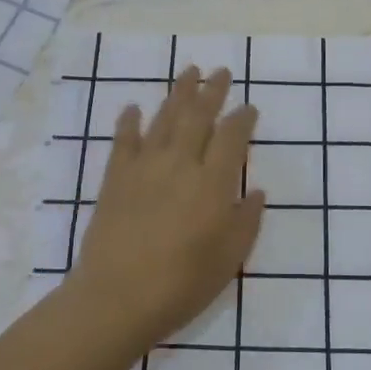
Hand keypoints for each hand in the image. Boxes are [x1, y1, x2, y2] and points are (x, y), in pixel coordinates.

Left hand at [68, 65, 264, 347]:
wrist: (117, 298)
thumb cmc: (182, 284)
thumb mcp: (229, 259)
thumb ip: (246, 221)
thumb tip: (255, 192)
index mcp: (213, 183)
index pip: (231, 137)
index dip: (242, 118)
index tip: (248, 106)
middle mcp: (180, 164)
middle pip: (198, 116)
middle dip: (212, 91)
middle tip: (220, 71)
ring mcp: (145, 167)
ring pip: (164, 119)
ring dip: (178, 93)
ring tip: (188, 71)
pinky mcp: (115, 178)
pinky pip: (124, 140)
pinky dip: (129, 121)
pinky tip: (133, 107)